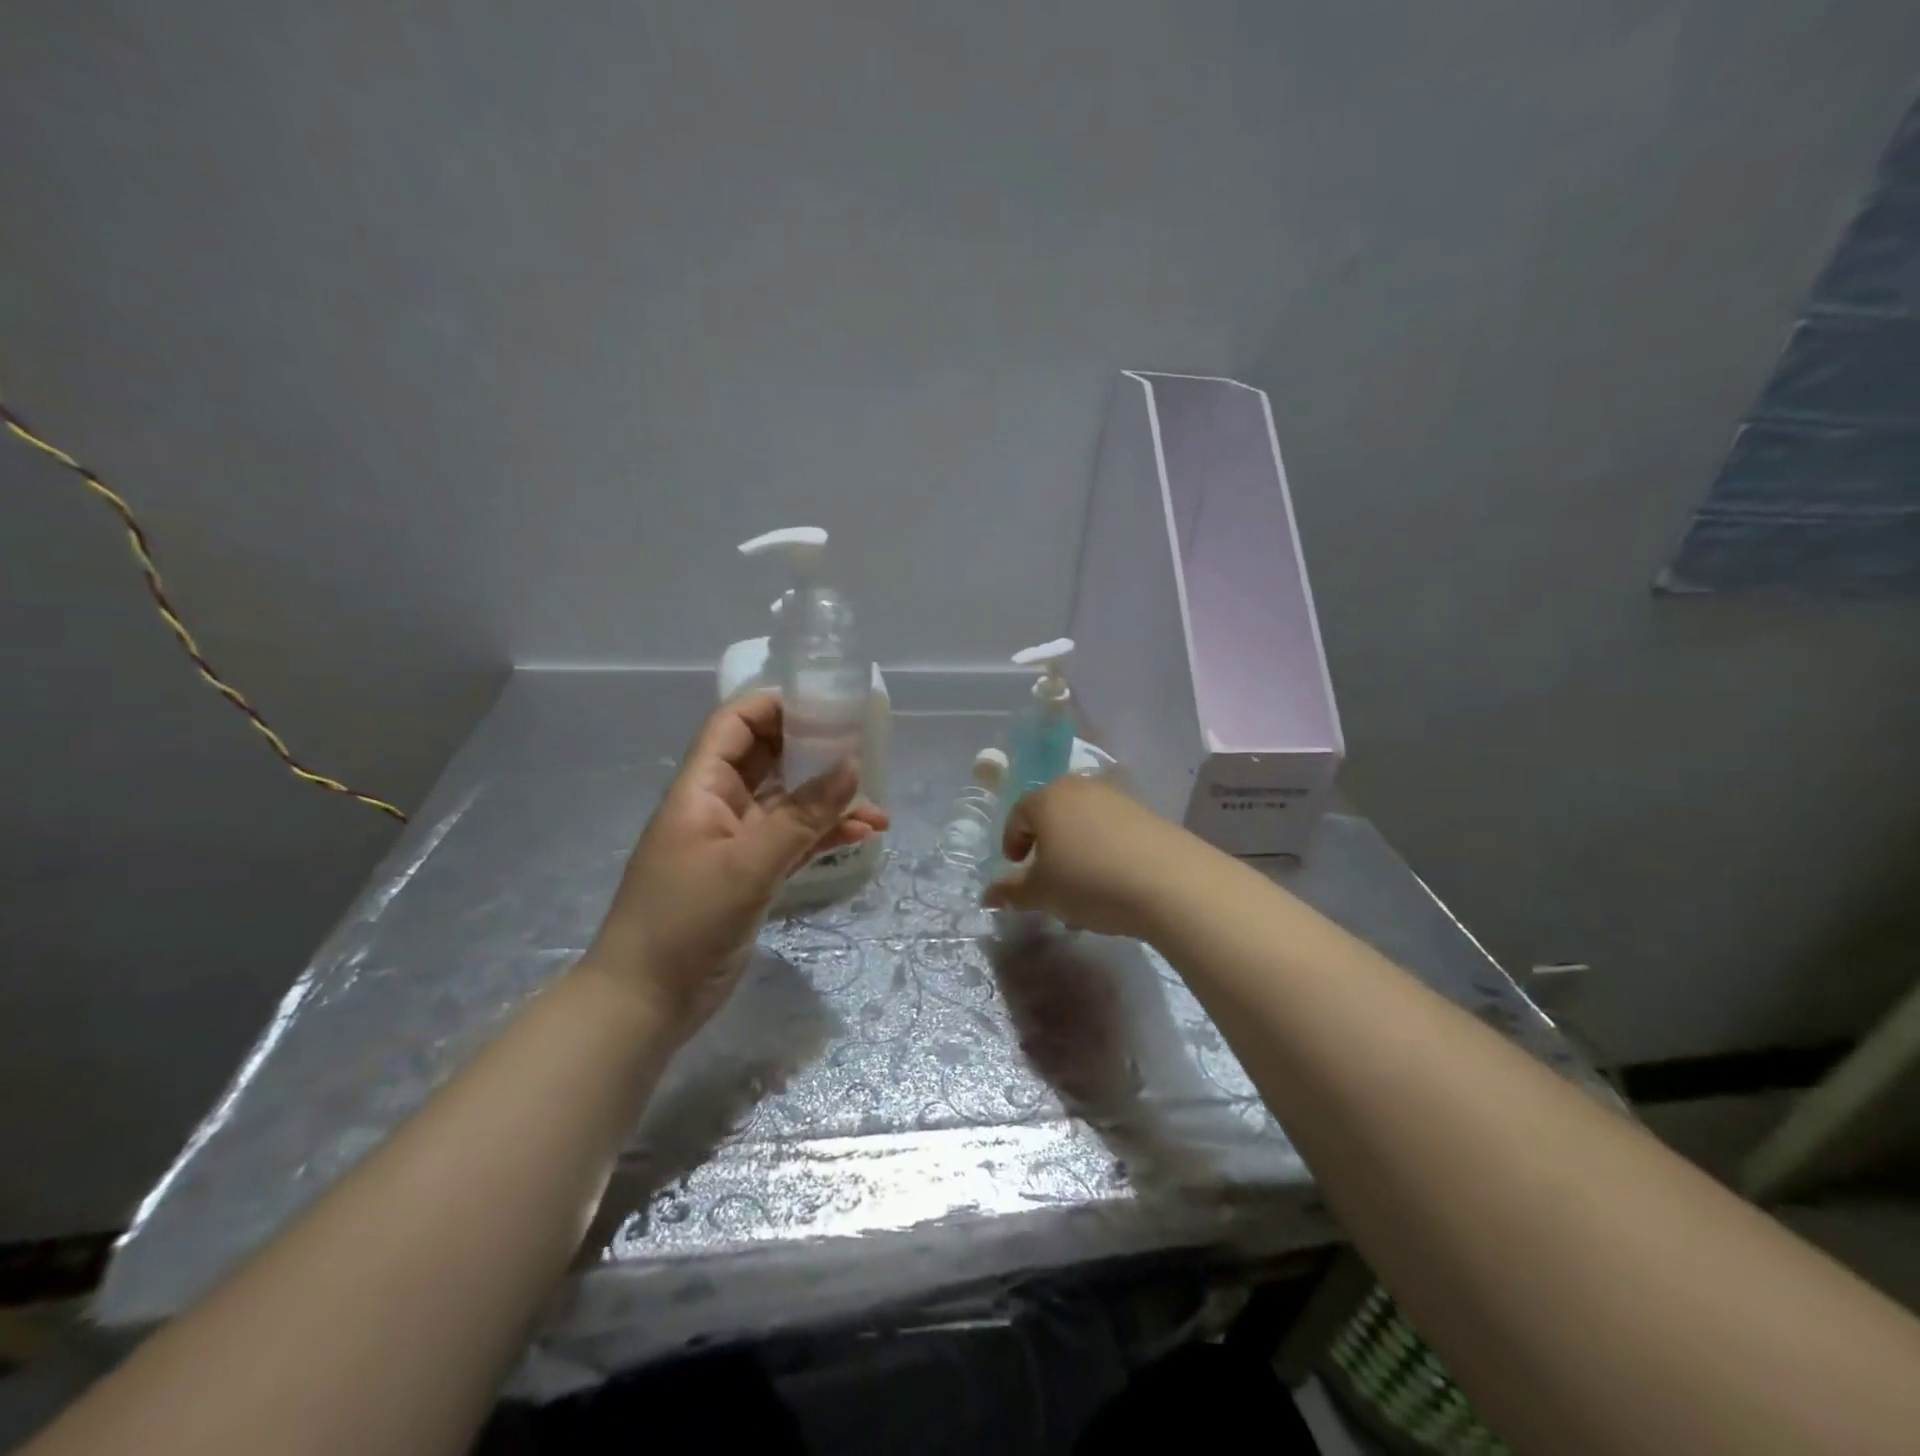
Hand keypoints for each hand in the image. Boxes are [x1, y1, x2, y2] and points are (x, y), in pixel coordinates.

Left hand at [583, 692, 888, 1035]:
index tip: (827, 705)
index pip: (735, 724)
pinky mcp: (751, 874)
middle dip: (813, 751)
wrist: (646, 1000)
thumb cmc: (685, 920)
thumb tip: (852, 765)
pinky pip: (793, 841)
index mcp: (702, 787)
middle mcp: (719, 805)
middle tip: (863, 748)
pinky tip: (862, 835)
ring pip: (787, 803)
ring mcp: (736, 841)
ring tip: (877, 804)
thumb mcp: (747, 865)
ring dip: (828, 800)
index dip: (776, 706)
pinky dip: (824, 835)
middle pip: (767, 758)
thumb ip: (802, 816)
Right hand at [982, 774, 1191, 938]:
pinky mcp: (1147, 814)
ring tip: (1081, 891)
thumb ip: (1011, 892)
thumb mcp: (1041, 893)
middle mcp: (1081, 788)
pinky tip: (1112, 885)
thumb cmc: (1088, 881)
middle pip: (1053, 815)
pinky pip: (1112, 831)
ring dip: (1076, 852)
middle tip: (1047, 881)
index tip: (1016, 870)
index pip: (1018, 815)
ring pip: (1084, 824)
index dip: (1012, 843)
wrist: (1169, 881)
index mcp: (1047, 798)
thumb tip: (988, 895)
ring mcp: (1117, 798)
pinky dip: (1104, 852)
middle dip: (1046, 848)